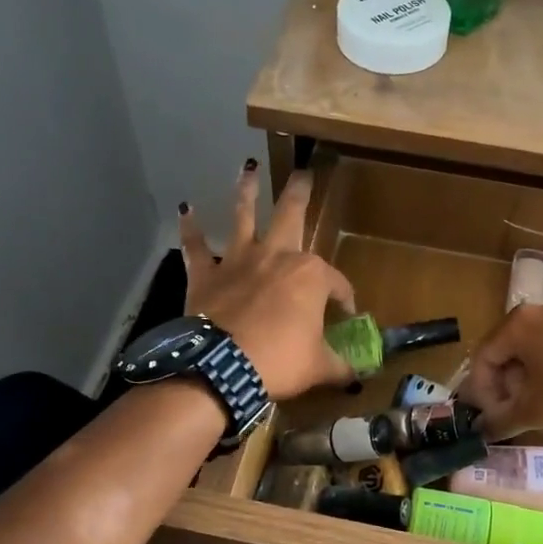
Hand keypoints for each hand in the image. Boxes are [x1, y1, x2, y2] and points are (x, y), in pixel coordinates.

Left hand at [178, 161, 356, 400]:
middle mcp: (275, 257)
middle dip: (299, 193)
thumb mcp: (319, 367)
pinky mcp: (205, 275)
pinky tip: (185, 209)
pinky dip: (190, 228)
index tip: (346, 314)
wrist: (222, 368)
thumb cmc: (279, 362)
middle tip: (303, 173)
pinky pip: (195, 246)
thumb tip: (357, 374)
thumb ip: (340, 365)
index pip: (336, 283)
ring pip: (243, 216)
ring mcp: (238, 261)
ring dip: (246, 191)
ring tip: (248, 168)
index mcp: (309, 276)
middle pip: (290, 217)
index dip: (344, 298)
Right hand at [460, 300, 542, 438]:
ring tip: (542, 406)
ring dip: (530, 378)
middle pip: (508, 350)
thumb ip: (501, 421)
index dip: (481, 393)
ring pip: (536, 347)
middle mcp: (541, 309)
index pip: (482, 358)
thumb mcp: (537, 411)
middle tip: (514, 414)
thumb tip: (481, 432)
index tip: (492, 419)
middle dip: (506, 385)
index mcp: (518, 323)